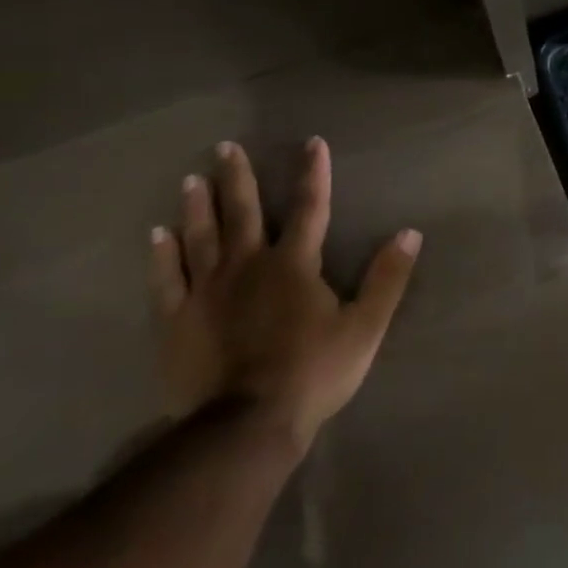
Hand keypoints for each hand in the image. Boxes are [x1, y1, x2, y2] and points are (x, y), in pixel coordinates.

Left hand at [149, 137, 420, 453]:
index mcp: (294, 265)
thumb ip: (387, 278)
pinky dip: (162, 255)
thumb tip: (410, 233)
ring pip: (201, 238)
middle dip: (238, 178)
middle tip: (225, 147)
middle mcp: (248, 266)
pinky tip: (157, 235)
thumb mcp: (365, 326)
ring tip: (192, 179)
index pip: (310, 208)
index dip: (313, 174)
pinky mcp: (178, 320)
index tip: (312, 143)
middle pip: (242, 213)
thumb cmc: (313, 372)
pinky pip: (167, 279)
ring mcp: (207, 292)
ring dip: (198, 206)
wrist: (246, 425)